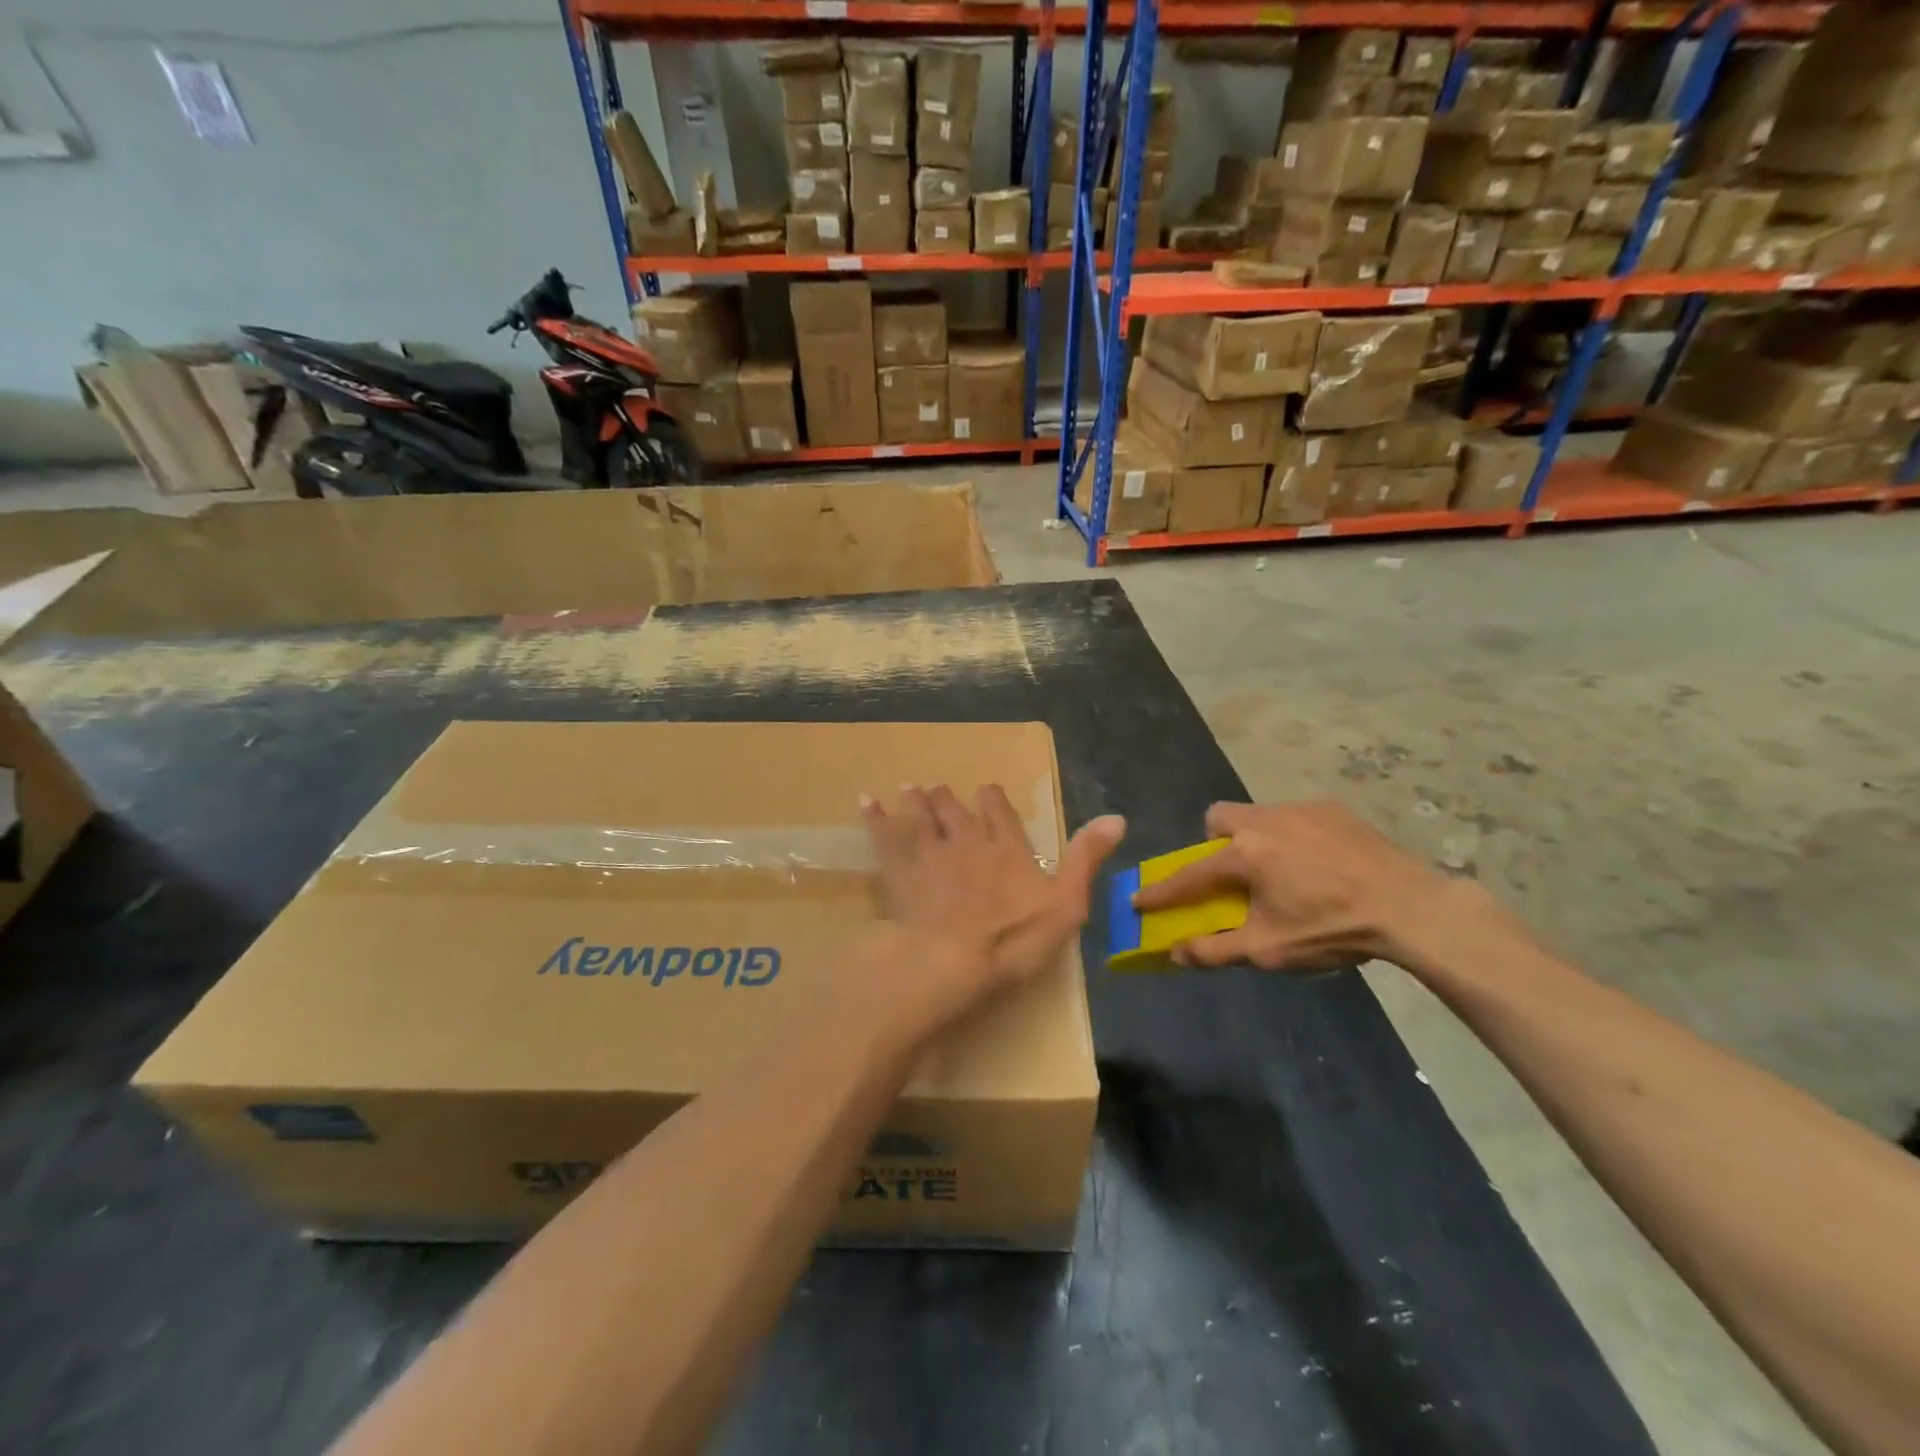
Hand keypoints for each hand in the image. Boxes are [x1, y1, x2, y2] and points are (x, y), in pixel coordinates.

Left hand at [857, 785, 1124, 1044]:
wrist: (951, 960)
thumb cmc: (1013, 940)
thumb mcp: (1066, 905)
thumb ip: (1086, 859)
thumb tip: (1116, 817)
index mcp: (1008, 850)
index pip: (1001, 813)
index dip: (993, 801)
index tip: (986, 790)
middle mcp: (968, 841)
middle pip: (955, 811)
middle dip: (948, 799)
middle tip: (937, 788)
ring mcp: (930, 853)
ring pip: (921, 816)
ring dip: (916, 801)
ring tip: (910, 788)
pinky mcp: (898, 870)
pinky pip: (884, 835)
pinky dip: (875, 816)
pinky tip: (865, 801)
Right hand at [1131, 800, 1453, 970]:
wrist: (1411, 907)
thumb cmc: (1332, 929)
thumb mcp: (1269, 950)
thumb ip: (1216, 950)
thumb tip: (1176, 953)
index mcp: (1245, 854)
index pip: (1189, 874)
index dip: (1161, 891)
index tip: (1138, 900)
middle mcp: (1264, 820)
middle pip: (1219, 818)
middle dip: (1214, 842)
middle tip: (1233, 873)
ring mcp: (1300, 809)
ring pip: (1257, 813)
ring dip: (1254, 837)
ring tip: (1281, 870)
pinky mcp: (1333, 808)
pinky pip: (1295, 816)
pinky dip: (1293, 835)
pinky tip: (1319, 863)